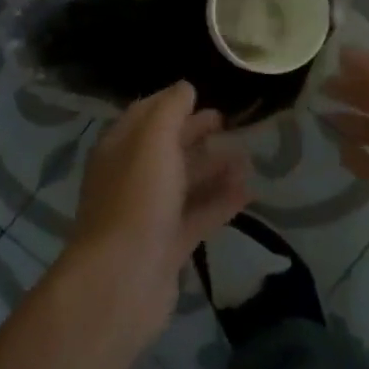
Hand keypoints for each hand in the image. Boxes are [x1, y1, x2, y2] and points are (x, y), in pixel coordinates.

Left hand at [67, 81, 251, 350]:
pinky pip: (198, 214)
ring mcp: (149, 213)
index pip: (144, 114)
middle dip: (195, 132)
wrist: (122, 280)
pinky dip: (220, 201)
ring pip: (184, 182)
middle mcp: (131, 176)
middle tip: (229, 122)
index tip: (201, 94)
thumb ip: (170, 110)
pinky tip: (249, 192)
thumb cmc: (137, 199)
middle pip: (166, 147)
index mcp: (119, 147)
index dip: (171, 102)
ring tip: (248, 157)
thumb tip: (185, 88)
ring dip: (213, 167)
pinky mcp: (168, 245)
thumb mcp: (153, 141)